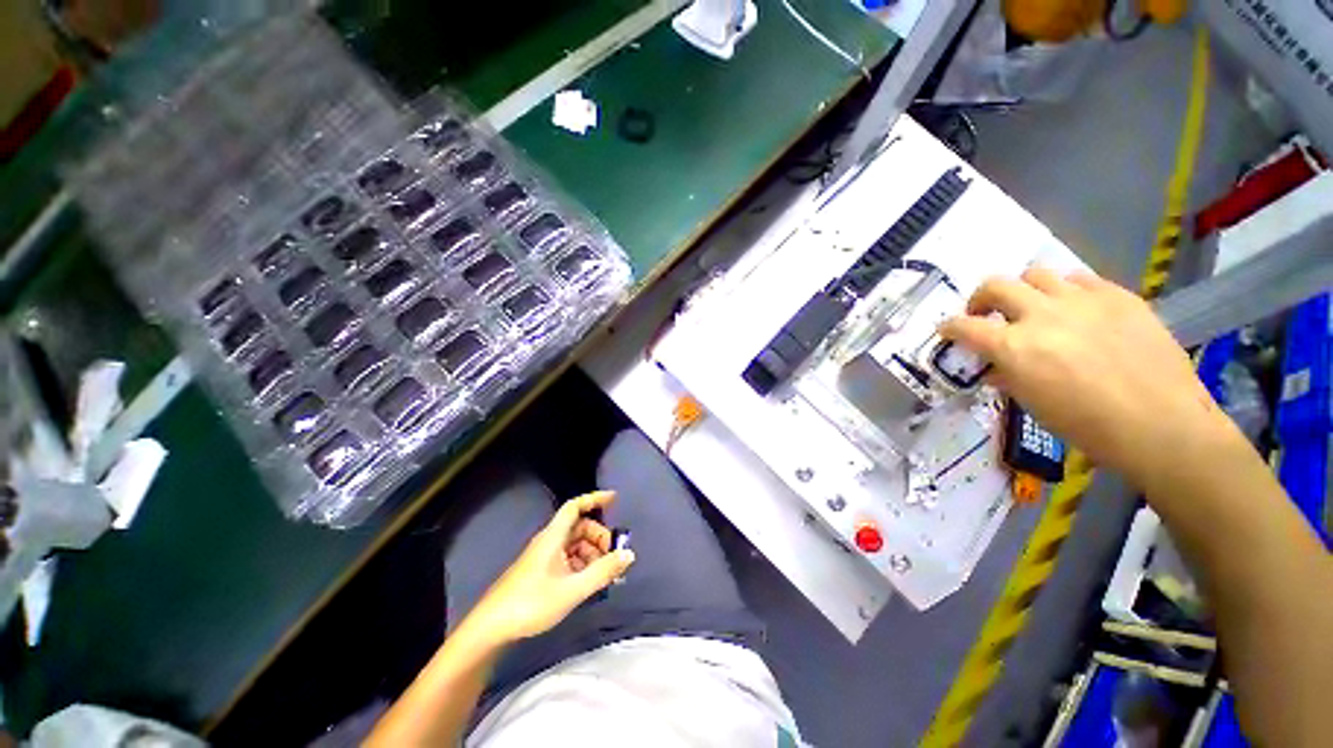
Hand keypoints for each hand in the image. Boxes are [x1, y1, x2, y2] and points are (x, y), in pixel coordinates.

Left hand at [461, 490, 634, 645]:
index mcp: (553, 537)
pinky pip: (567, 559)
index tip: (615, 499)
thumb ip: (602, 571)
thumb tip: (629, 554)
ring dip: (592, 553)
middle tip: (614, 556)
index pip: (575, 506)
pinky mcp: (540, 572)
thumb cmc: (531, 604)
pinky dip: (582, 565)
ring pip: (574, 545)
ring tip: (605, 575)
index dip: (595, 499)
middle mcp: (548, 541)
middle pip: (579, 527)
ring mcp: (543, 557)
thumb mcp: (572, 589)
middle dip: (599, 537)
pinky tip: (588, 583)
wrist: (490, 630)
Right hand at [939, 267, 1234, 486]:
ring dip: (1026, 289)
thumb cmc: (1087, 426)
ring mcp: (1082, 301)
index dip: (949, 327)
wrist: (1161, 424)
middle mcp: (1041, 315)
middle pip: (996, 285)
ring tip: (1035, 307)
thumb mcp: (1032, 403)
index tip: (946, 330)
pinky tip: (1076, 309)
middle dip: (981, 298)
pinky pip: (1080, 279)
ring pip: (1037, 273)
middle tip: (986, 312)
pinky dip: (1067, 290)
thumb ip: (1008, 375)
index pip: (963, 326)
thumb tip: (998, 366)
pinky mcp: (1118, 296)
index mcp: (1013, 347)